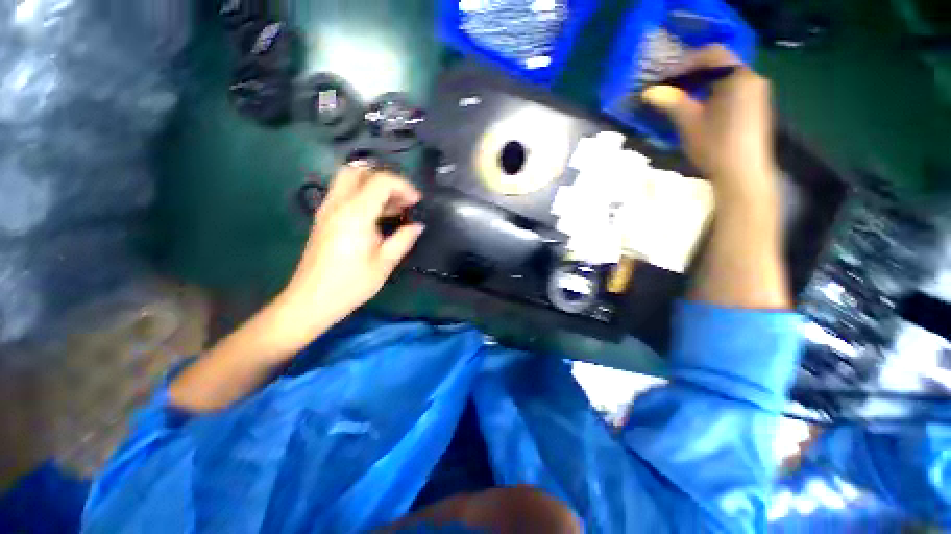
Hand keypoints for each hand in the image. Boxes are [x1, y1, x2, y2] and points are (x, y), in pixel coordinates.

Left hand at [272, 163, 423, 344]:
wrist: (312, 300)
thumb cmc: (351, 284)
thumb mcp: (384, 263)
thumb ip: (403, 239)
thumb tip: (418, 226)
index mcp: (355, 214)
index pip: (380, 181)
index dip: (403, 186)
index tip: (416, 202)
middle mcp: (338, 204)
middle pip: (358, 170)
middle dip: (385, 179)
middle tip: (402, 198)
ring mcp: (327, 209)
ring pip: (349, 180)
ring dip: (374, 186)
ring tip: (394, 208)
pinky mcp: (324, 218)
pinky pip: (344, 194)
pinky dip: (363, 195)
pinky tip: (377, 216)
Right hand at [642, 45, 776, 191]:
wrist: (742, 174)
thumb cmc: (715, 146)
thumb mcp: (689, 122)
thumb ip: (671, 102)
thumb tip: (648, 91)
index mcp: (738, 77)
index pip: (712, 54)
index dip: (686, 62)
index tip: (666, 78)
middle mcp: (752, 78)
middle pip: (720, 64)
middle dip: (693, 72)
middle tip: (671, 87)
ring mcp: (757, 93)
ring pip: (726, 77)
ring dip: (703, 83)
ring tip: (682, 98)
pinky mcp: (756, 106)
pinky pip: (733, 89)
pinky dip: (714, 92)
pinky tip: (701, 108)